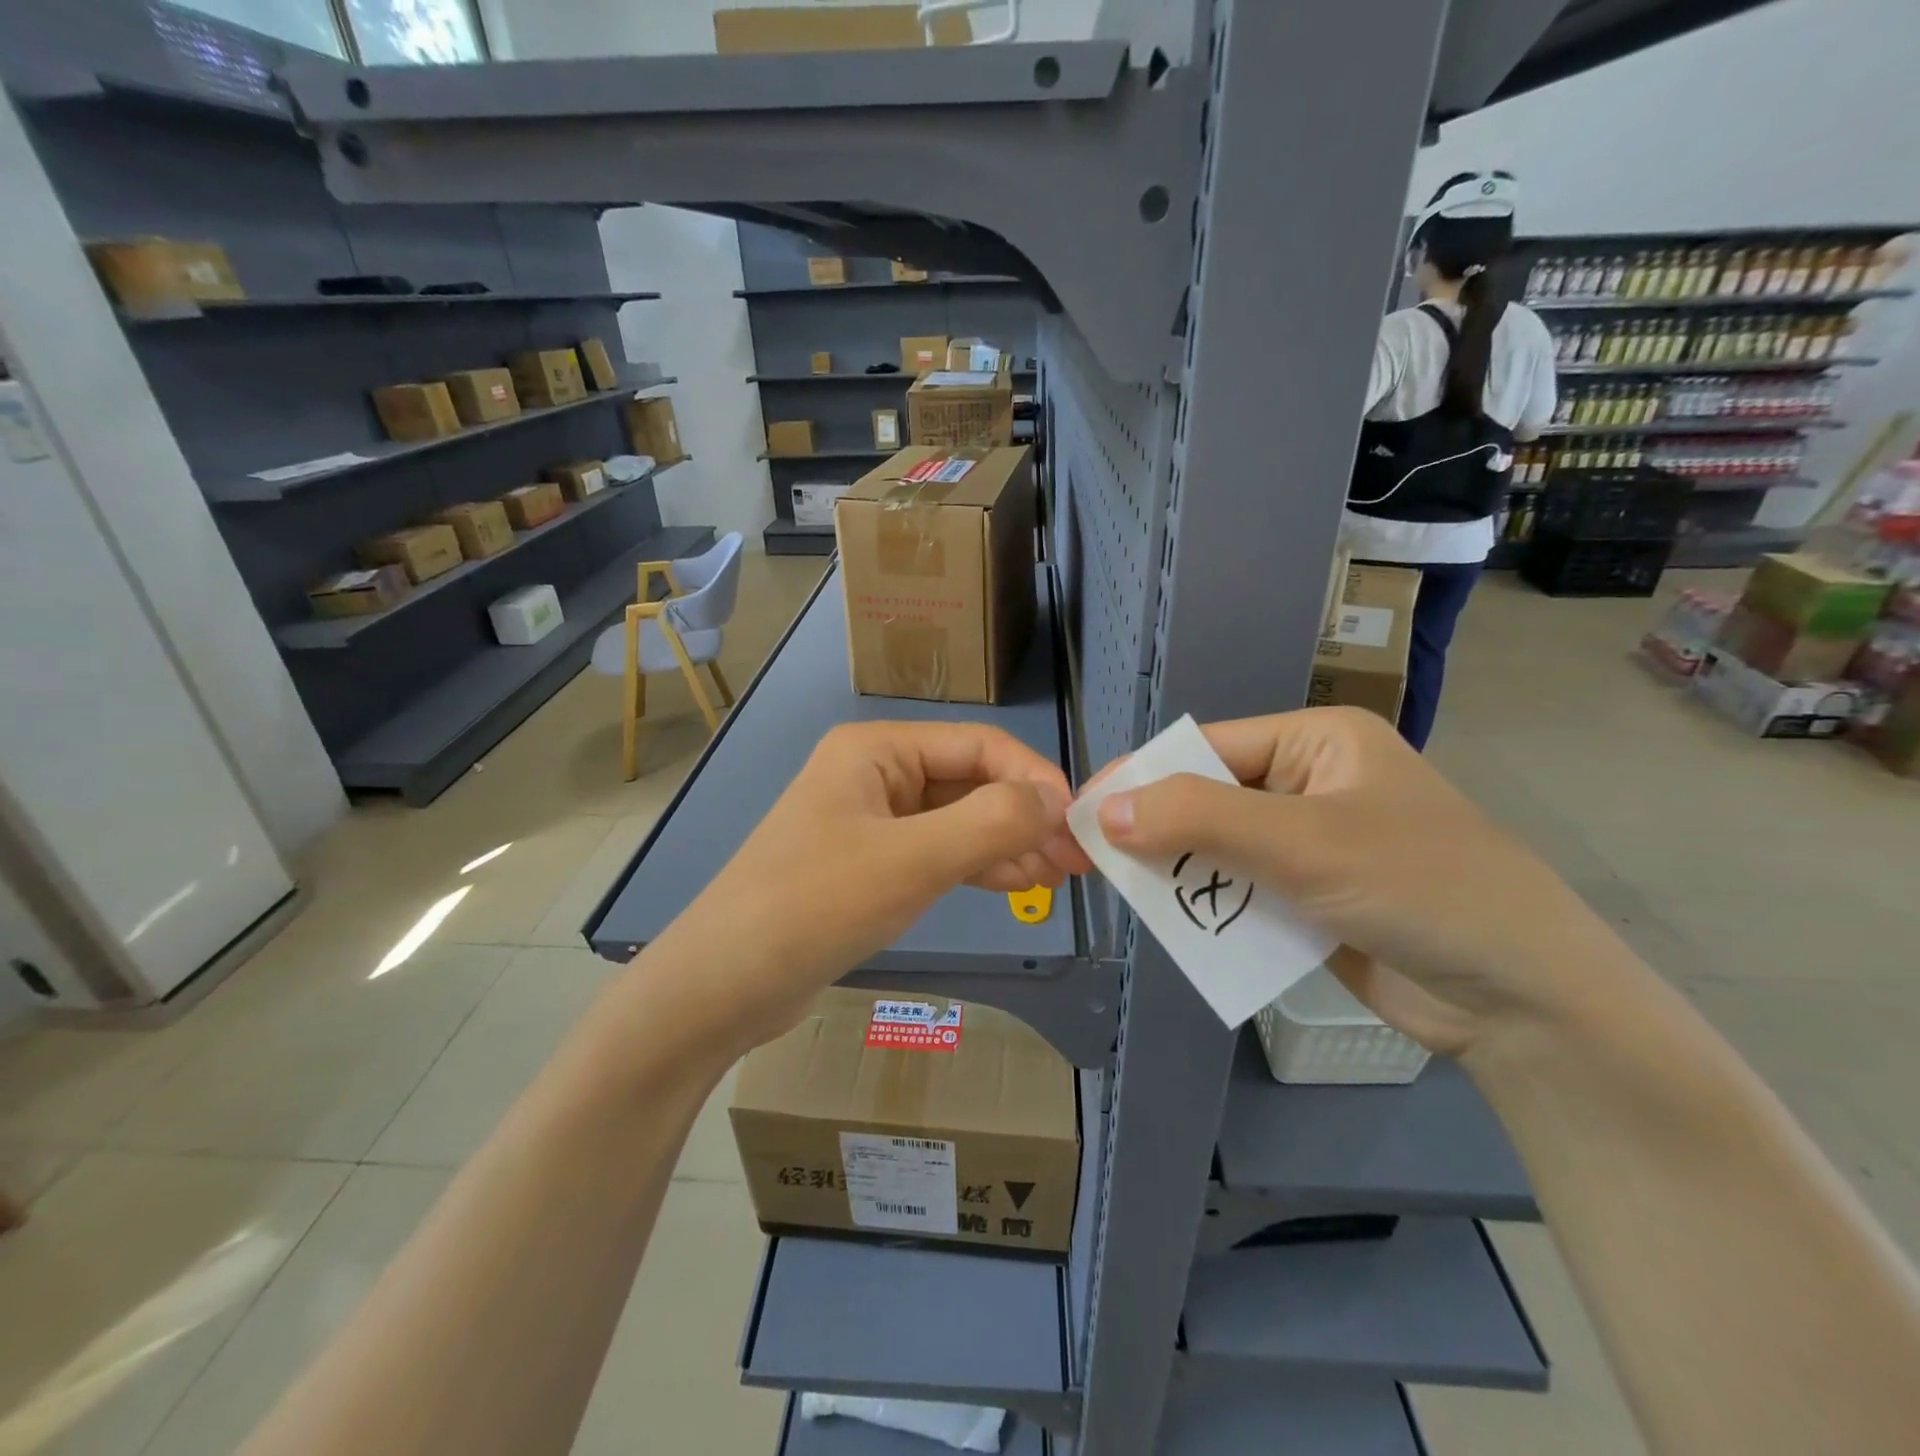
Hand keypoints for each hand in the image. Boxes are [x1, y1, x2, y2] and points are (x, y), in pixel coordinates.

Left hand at [648, 722, 1089, 1055]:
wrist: (723, 984)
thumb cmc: (815, 905)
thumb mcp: (912, 860)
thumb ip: (991, 822)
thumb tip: (1056, 799)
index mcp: (877, 749)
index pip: (978, 745)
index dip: (1034, 778)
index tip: (1078, 822)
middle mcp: (875, 773)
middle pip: (970, 782)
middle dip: (1024, 816)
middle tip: (1078, 860)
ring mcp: (871, 820)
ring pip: (957, 820)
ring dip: (1007, 843)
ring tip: (1060, 877)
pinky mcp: (869, 863)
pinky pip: (936, 851)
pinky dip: (976, 864)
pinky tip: (1017, 883)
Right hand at [1092, 706, 1626, 1058]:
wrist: (1524, 1003)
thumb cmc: (1419, 888)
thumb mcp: (1303, 842)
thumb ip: (1199, 821)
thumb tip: (1105, 812)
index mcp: (1315, 743)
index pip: (1206, 749)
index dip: (1142, 776)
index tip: (1085, 810)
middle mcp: (1309, 784)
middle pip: (1208, 798)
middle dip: (1156, 829)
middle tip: (1093, 859)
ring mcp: (1311, 845)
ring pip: (1219, 849)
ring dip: (1181, 873)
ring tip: (1127, 895)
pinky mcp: (1311, 899)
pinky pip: (1241, 892)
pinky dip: (1211, 907)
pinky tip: (1178, 926)